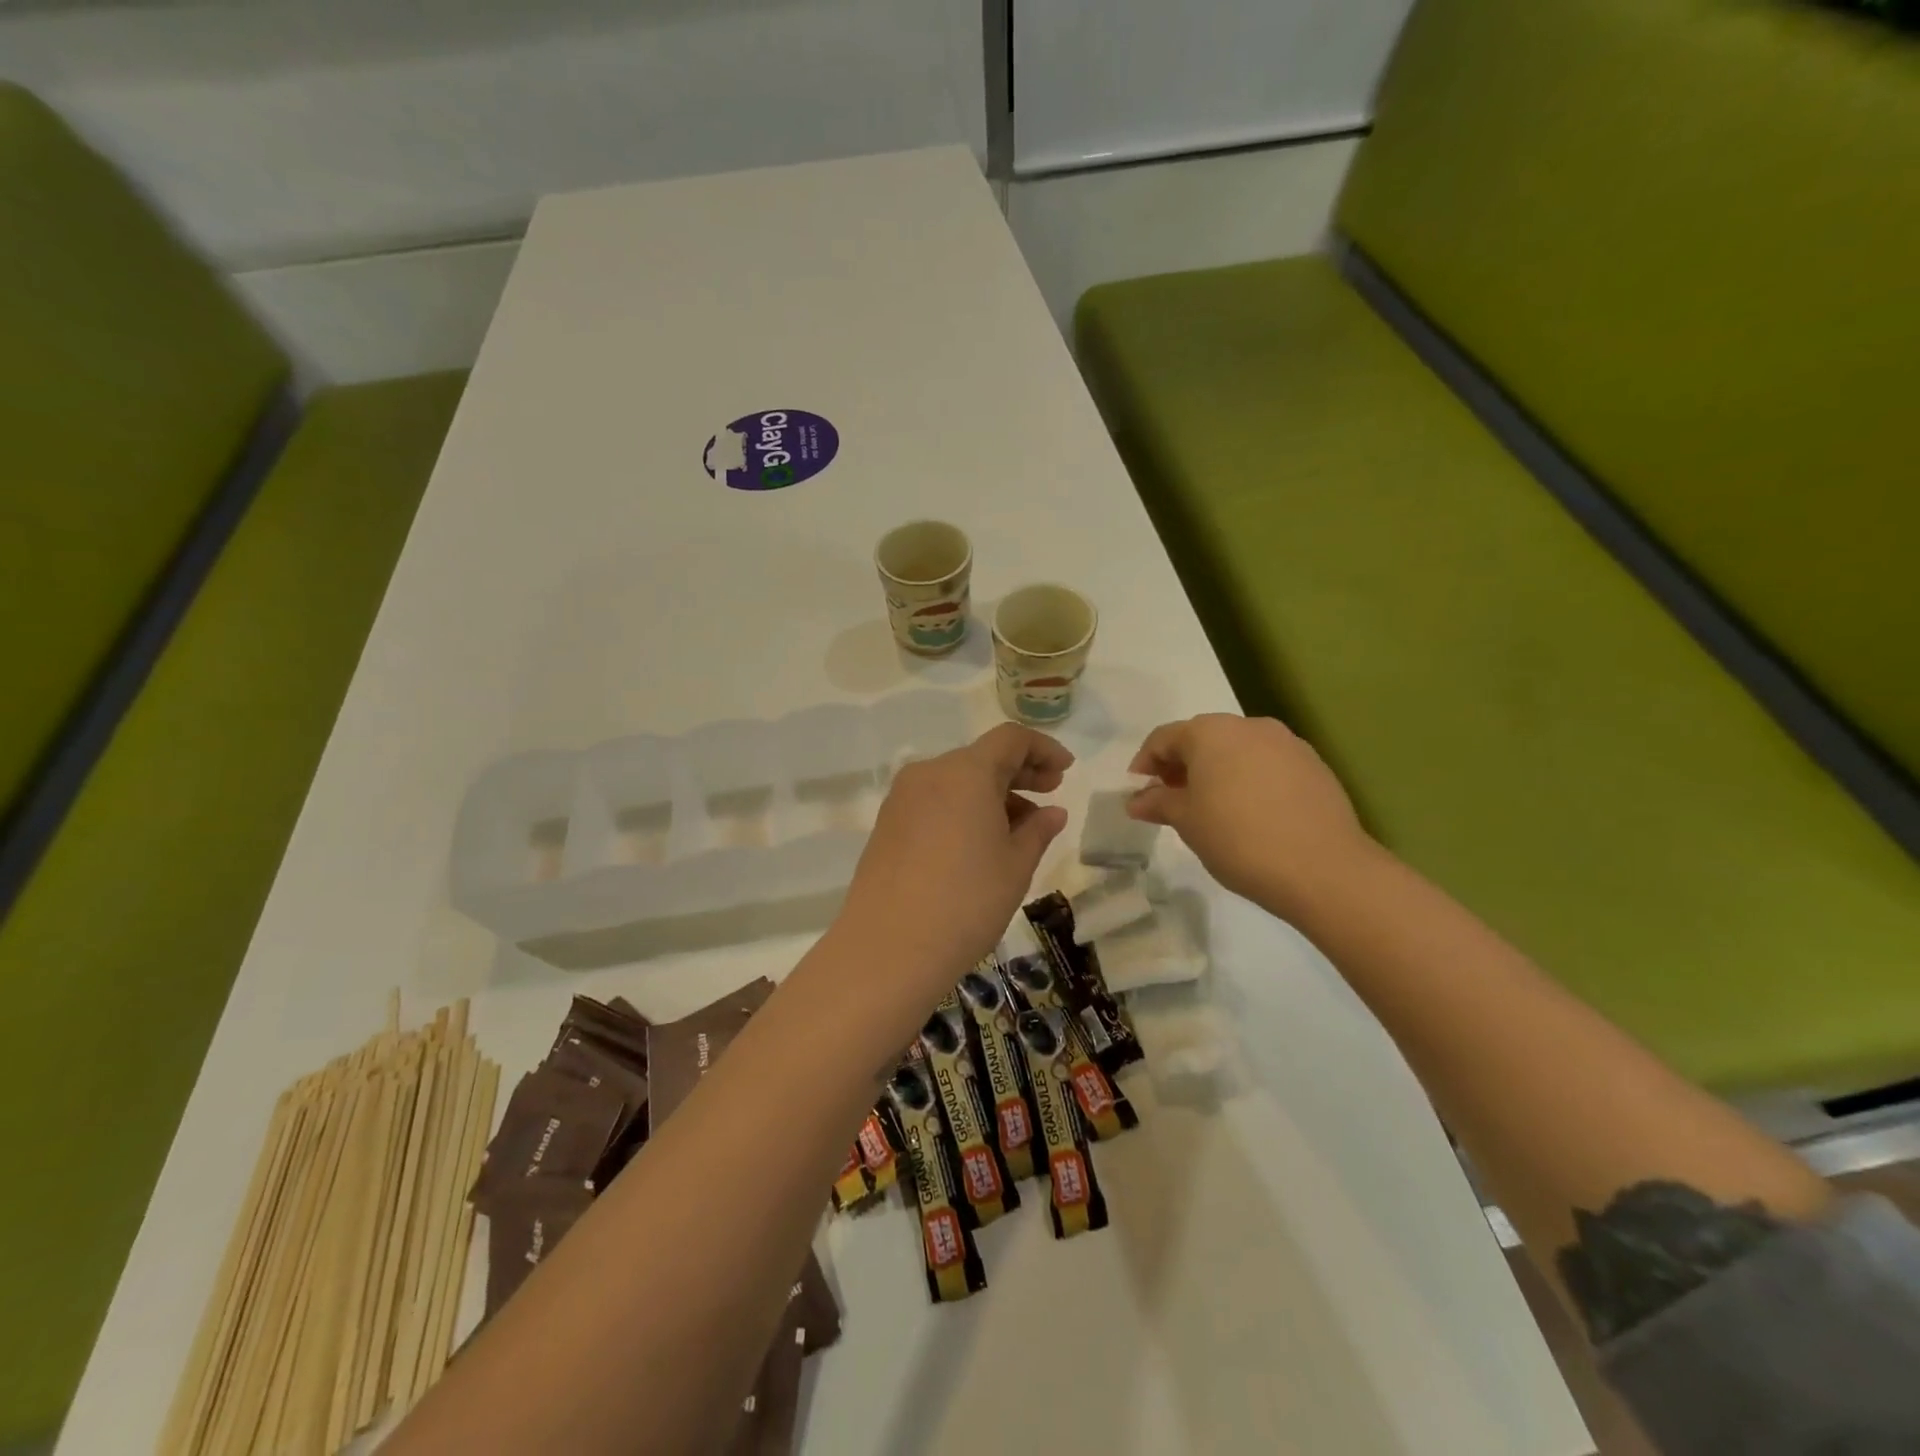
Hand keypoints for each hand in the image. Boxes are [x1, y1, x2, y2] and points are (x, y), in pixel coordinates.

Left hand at [834, 724, 1072, 1005]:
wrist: (888, 948)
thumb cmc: (966, 902)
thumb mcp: (1015, 866)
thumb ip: (1038, 830)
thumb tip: (1052, 812)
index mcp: (965, 772)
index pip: (1011, 739)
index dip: (1044, 749)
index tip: (1066, 771)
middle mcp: (929, 773)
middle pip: (982, 757)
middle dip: (1020, 772)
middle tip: (1051, 793)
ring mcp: (902, 798)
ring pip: (957, 781)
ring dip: (993, 794)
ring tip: (1021, 829)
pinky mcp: (887, 824)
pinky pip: (935, 801)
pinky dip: (964, 809)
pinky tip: (981, 842)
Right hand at [1128, 714, 1375, 918]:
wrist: (1322, 868)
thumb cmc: (1238, 839)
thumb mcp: (1187, 822)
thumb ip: (1158, 803)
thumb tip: (1137, 800)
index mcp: (1211, 732)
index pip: (1164, 738)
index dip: (1145, 762)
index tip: (1138, 790)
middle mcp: (1249, 726)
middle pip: (1203, 738)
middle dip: (1181, 765)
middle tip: (1171, 798)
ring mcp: (1287, 743)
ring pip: (1238, 750)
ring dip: (1217, 771)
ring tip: (1210, 807)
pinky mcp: (1314, 765)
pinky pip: (1268, 764)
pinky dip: (1249, 779)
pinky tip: (1250, 812)